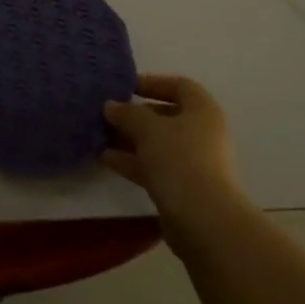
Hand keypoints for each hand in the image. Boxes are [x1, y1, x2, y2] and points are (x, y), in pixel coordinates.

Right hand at [103, 75, 245, 242]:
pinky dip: (133, 161)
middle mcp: (202, 133)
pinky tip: (106, 158)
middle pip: (166, 116)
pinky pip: (155, 166)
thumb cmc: (179, 160)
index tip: (125, 87)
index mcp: (202, 111)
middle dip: (136, 114)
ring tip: (100, 135)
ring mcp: (193, 162)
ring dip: (130, 139)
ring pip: (158, 143)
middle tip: (108, 113)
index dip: (152, 82)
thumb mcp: (148, 128)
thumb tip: (111, 105)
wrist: (204, 221)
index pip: (179, 86)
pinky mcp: (183, 188)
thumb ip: (127, 113)